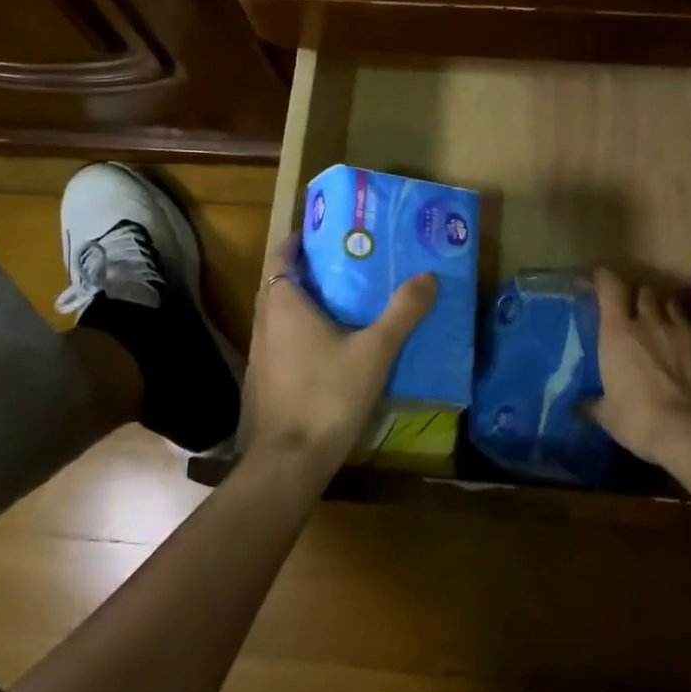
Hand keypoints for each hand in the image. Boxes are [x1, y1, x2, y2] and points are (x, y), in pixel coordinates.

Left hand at [244, 237, 437, 470]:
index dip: (298, 239)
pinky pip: (283, 341)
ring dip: (306, 303)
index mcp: (283, 303)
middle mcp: (264, 322)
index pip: (281, 255)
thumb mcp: (375, 350)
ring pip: (281, 315)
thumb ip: (403, 312)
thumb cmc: (328, 394)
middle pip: (281, 283)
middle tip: (348, 262)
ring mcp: (261, 354)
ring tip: (346, 300)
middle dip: (310, 270)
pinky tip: (332, 347)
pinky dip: (303, 332)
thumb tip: (429, 277)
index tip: (323, 231)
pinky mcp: (265, 381)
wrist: (290, 460)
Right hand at [588, 261, 690, 466]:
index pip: (610, 291)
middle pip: (645, 294)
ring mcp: (683, 327)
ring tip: (667, 312)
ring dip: (668, 304)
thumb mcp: (607, 416)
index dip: (606, 279)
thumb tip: (578, 407)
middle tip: (639, 313)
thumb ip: (593, 405)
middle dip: (641, 299)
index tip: (602, 276)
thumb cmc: (640, 422)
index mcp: (617, 334)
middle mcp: (648, 322)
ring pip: (673, 301)